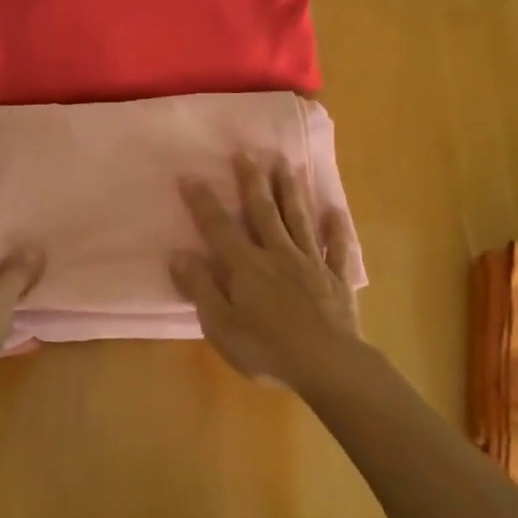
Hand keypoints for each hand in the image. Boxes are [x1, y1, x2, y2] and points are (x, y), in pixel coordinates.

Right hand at [170, 153, 362, 392]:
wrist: (327, 364)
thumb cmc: (267, 350)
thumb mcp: (221, 326)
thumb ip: (201, 289)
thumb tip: (179, 254)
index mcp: (247, 267)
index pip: (219, 228)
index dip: (203, 202)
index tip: (191, 176)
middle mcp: (279, 255)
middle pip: (264, 212)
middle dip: (253, 182)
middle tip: (247, 153)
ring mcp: (312, 263)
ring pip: (300, 220)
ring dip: (291, 192)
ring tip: (287, 165)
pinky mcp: (337, 278)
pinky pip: (338, 247)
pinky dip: (337, 228)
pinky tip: (335, 210)